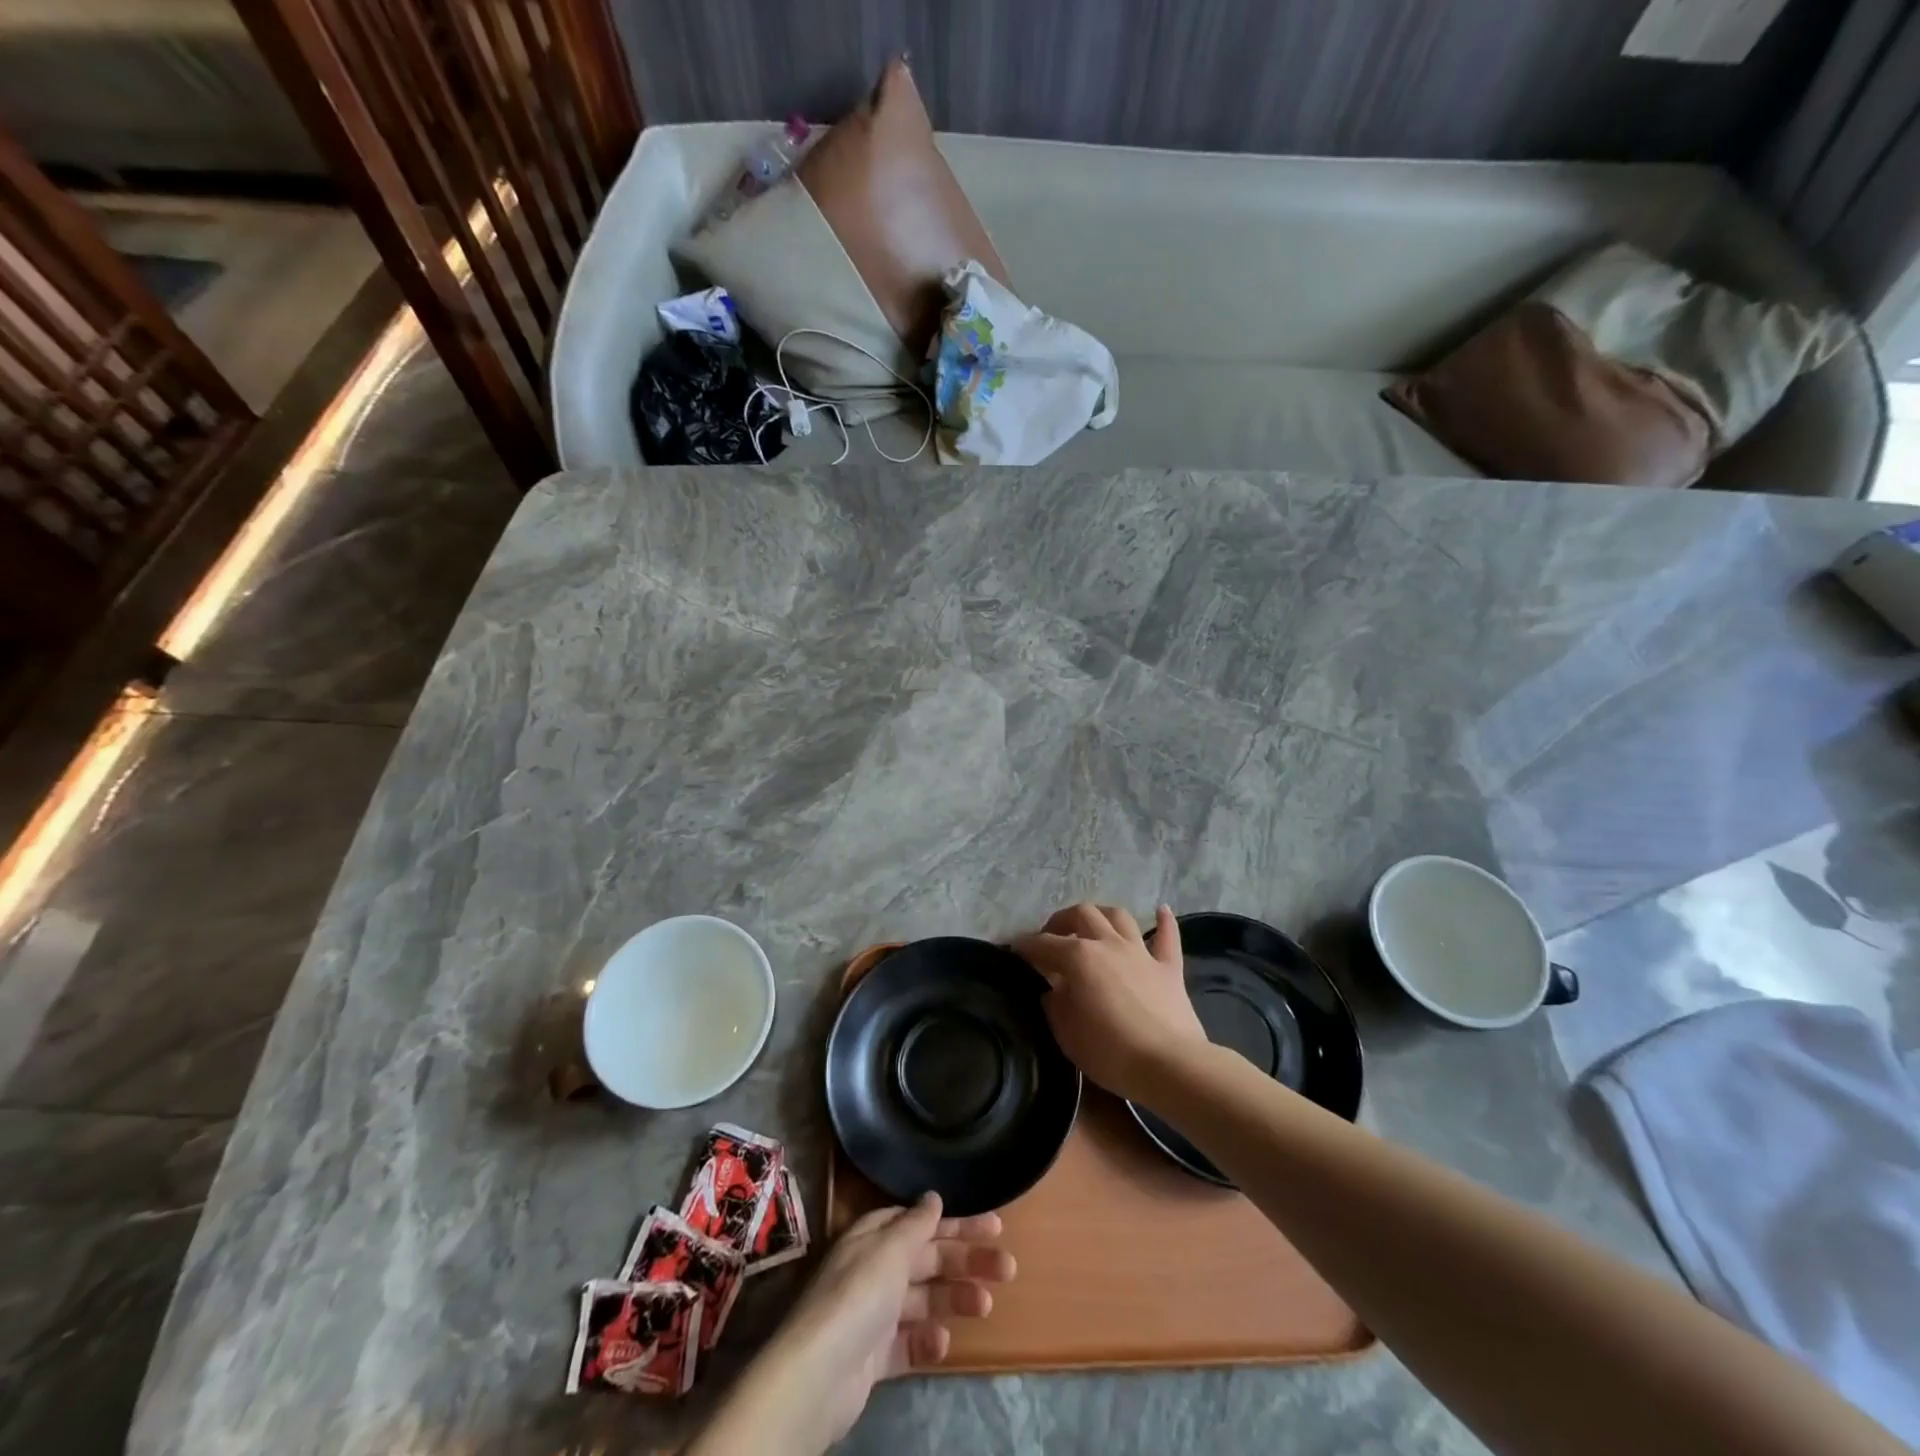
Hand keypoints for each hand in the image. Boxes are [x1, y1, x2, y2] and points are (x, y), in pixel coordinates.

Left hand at [691, 1194, 1012, 1454]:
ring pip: (924, 1299)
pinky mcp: (873, 1357)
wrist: (817, 1376)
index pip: (921, 1222)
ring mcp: (873, 1314)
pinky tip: (944, 1343)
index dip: (957, 1222)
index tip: (994, 1225)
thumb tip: (934, 1197)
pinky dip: (928, 1341)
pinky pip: (908, 1343)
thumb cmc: (857, 1296)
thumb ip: (916, 1224)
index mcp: (874, 1236)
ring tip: (986, 1305)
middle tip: (1008, 1266)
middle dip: (966, 1260)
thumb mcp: (890, 1249)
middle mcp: (873, 1269)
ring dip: (955, 1299)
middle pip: (927, 1259)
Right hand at [1014, 902, 1206, 1100]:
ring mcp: (1141, 953)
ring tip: (1093, 926)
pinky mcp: (1169, 968)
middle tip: (1052, 936)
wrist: (1168, 1065)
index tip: (1015, 950)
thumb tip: (1054, 990)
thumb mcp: (1066, 1033)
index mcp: (1078, 958)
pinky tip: (1160, 909)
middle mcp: (1108, 944)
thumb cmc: (1109, 1052)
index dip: (1025, 946)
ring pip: (1119, 917)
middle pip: (1082, 915)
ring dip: (1102, 915)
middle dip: (1061, 920)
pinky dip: (1164, 921)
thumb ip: (1055, 1005)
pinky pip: (1167, 936)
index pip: (1043, 944)